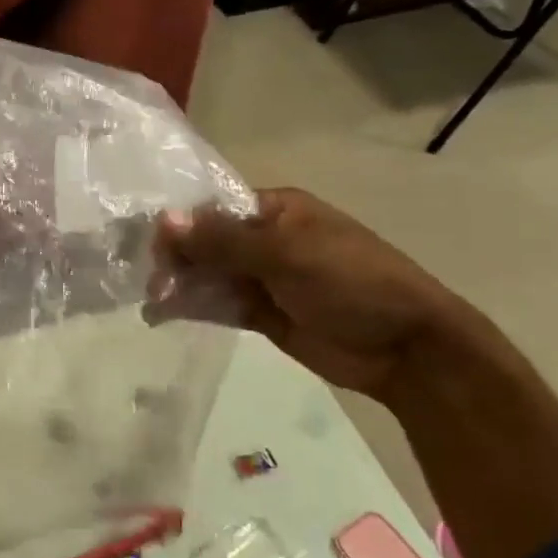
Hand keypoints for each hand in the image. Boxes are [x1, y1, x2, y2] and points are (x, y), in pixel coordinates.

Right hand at [148, 188, 522, 403]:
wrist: (407, 349)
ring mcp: (263, 278)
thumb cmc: (351, 281)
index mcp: (276, 210)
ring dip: (180, 284)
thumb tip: (164, 219)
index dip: (181, 224)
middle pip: (207, 242)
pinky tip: (164, 314)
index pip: (214, 208)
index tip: (151, 246)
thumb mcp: (286, 253)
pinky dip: (193, 307)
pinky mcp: (262, 313)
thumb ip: (223, 240)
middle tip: (150, 281)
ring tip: (151, 301)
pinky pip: (219, 304)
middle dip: (177, 258)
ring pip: (209, 274)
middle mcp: (265, 239)